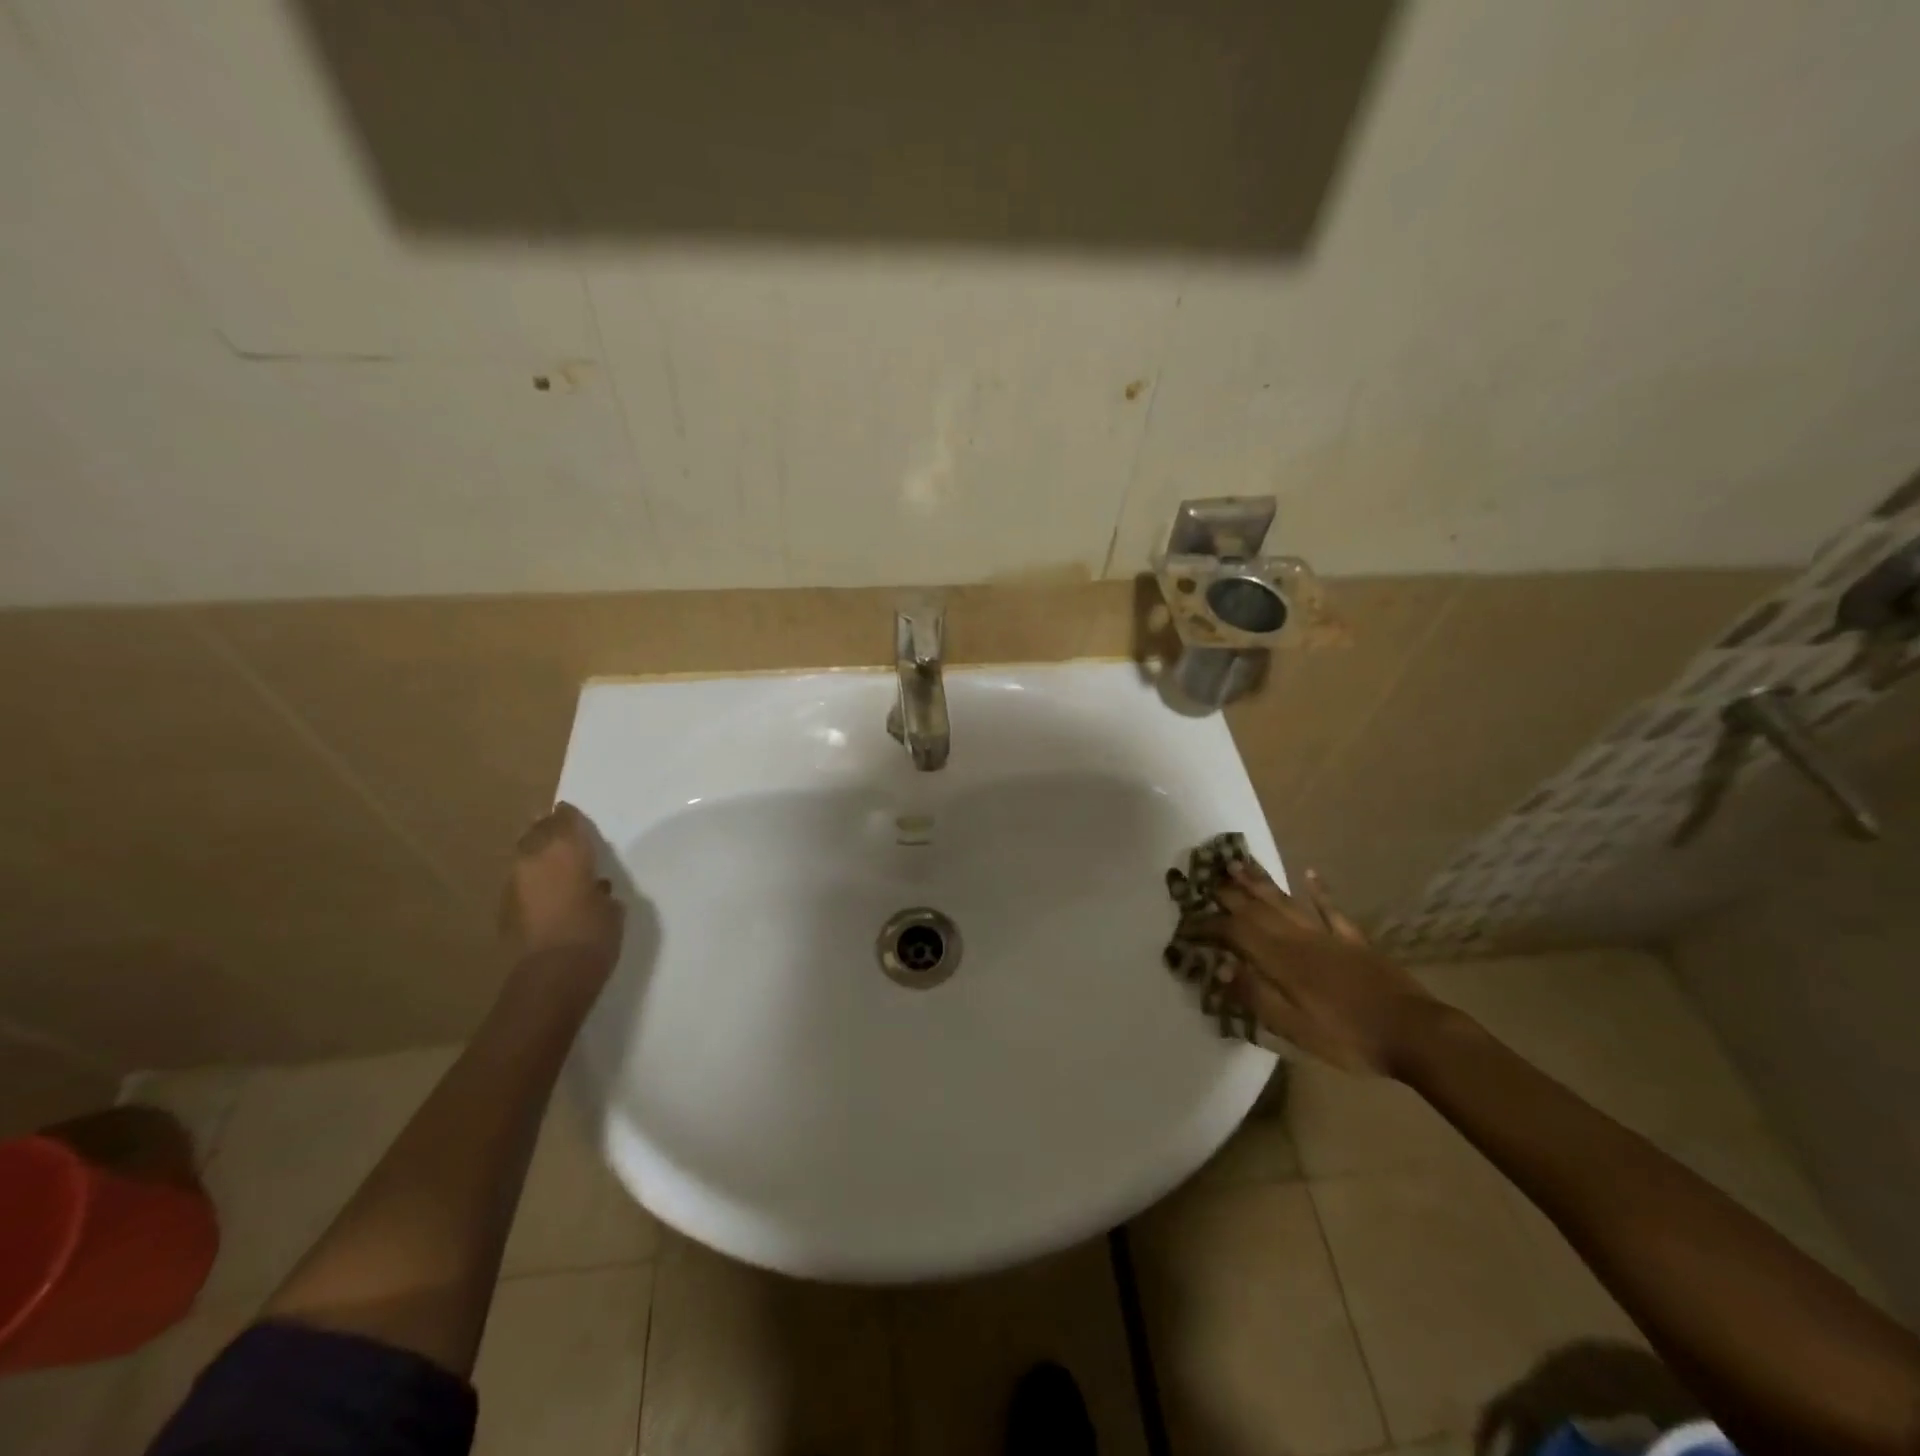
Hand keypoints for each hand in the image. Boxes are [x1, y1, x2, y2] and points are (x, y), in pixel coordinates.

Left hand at [499, 803, 623, 985]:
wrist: (553, 975)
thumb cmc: (594, 932)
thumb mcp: (612, 906)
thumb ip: (600, 888)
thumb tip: (593, 887)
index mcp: (567, 850)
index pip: (566, 819)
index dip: (570, 816)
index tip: (573, 812)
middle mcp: (535, 858)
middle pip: (537, 831)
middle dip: (547, 828)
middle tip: (559, 830)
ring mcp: (515, 883)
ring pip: (523, 855)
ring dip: (536, 853)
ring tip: (551, 859)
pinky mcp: (504, 908)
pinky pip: (520, 882)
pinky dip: (531, 880)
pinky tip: (544, 891)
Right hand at [1178, 864, 1438, 1076]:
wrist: (1414, 1033)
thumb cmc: (1349, 1037)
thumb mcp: (1295, 1028)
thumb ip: (1256, 995)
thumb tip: (1220, 967)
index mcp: (1281, 960)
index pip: (1234, 933)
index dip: (1207, 926)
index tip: (1185, 925)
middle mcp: (1299, 938)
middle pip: (1257, 908)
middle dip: (1228, 893)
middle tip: (1204, 877)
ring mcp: (1327, 935)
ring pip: (1286, 901)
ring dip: (1260, 882)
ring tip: (1238, 863)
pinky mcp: (1354, 940)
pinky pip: (1330, 909)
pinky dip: (1318, 891)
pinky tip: (1309, 874)